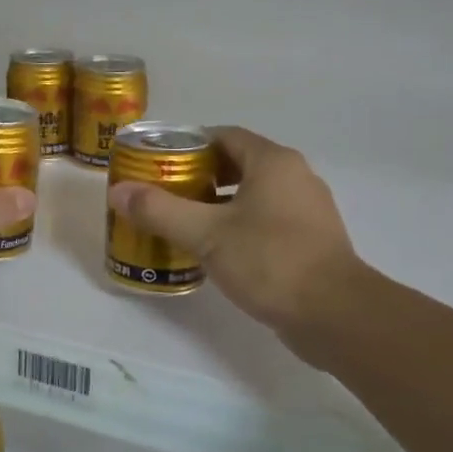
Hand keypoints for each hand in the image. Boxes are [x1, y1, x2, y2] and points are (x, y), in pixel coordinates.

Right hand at [107, 126, 365, 345]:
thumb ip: (160, 210)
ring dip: (217, 204)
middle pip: (238, 165)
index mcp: (273, 163)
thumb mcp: (205, 234)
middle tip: (164, 194)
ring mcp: (307, 211)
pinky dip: (237, 226)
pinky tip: (214, 251)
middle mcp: (295, 178)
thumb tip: (118, 191)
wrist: (335, 315)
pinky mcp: (310, 242)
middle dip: (198, 177)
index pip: (224, 136)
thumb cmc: (269, 260)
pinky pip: (265, 221)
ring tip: (181, 222)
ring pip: (252, 196)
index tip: (158, 164)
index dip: (189, 146)